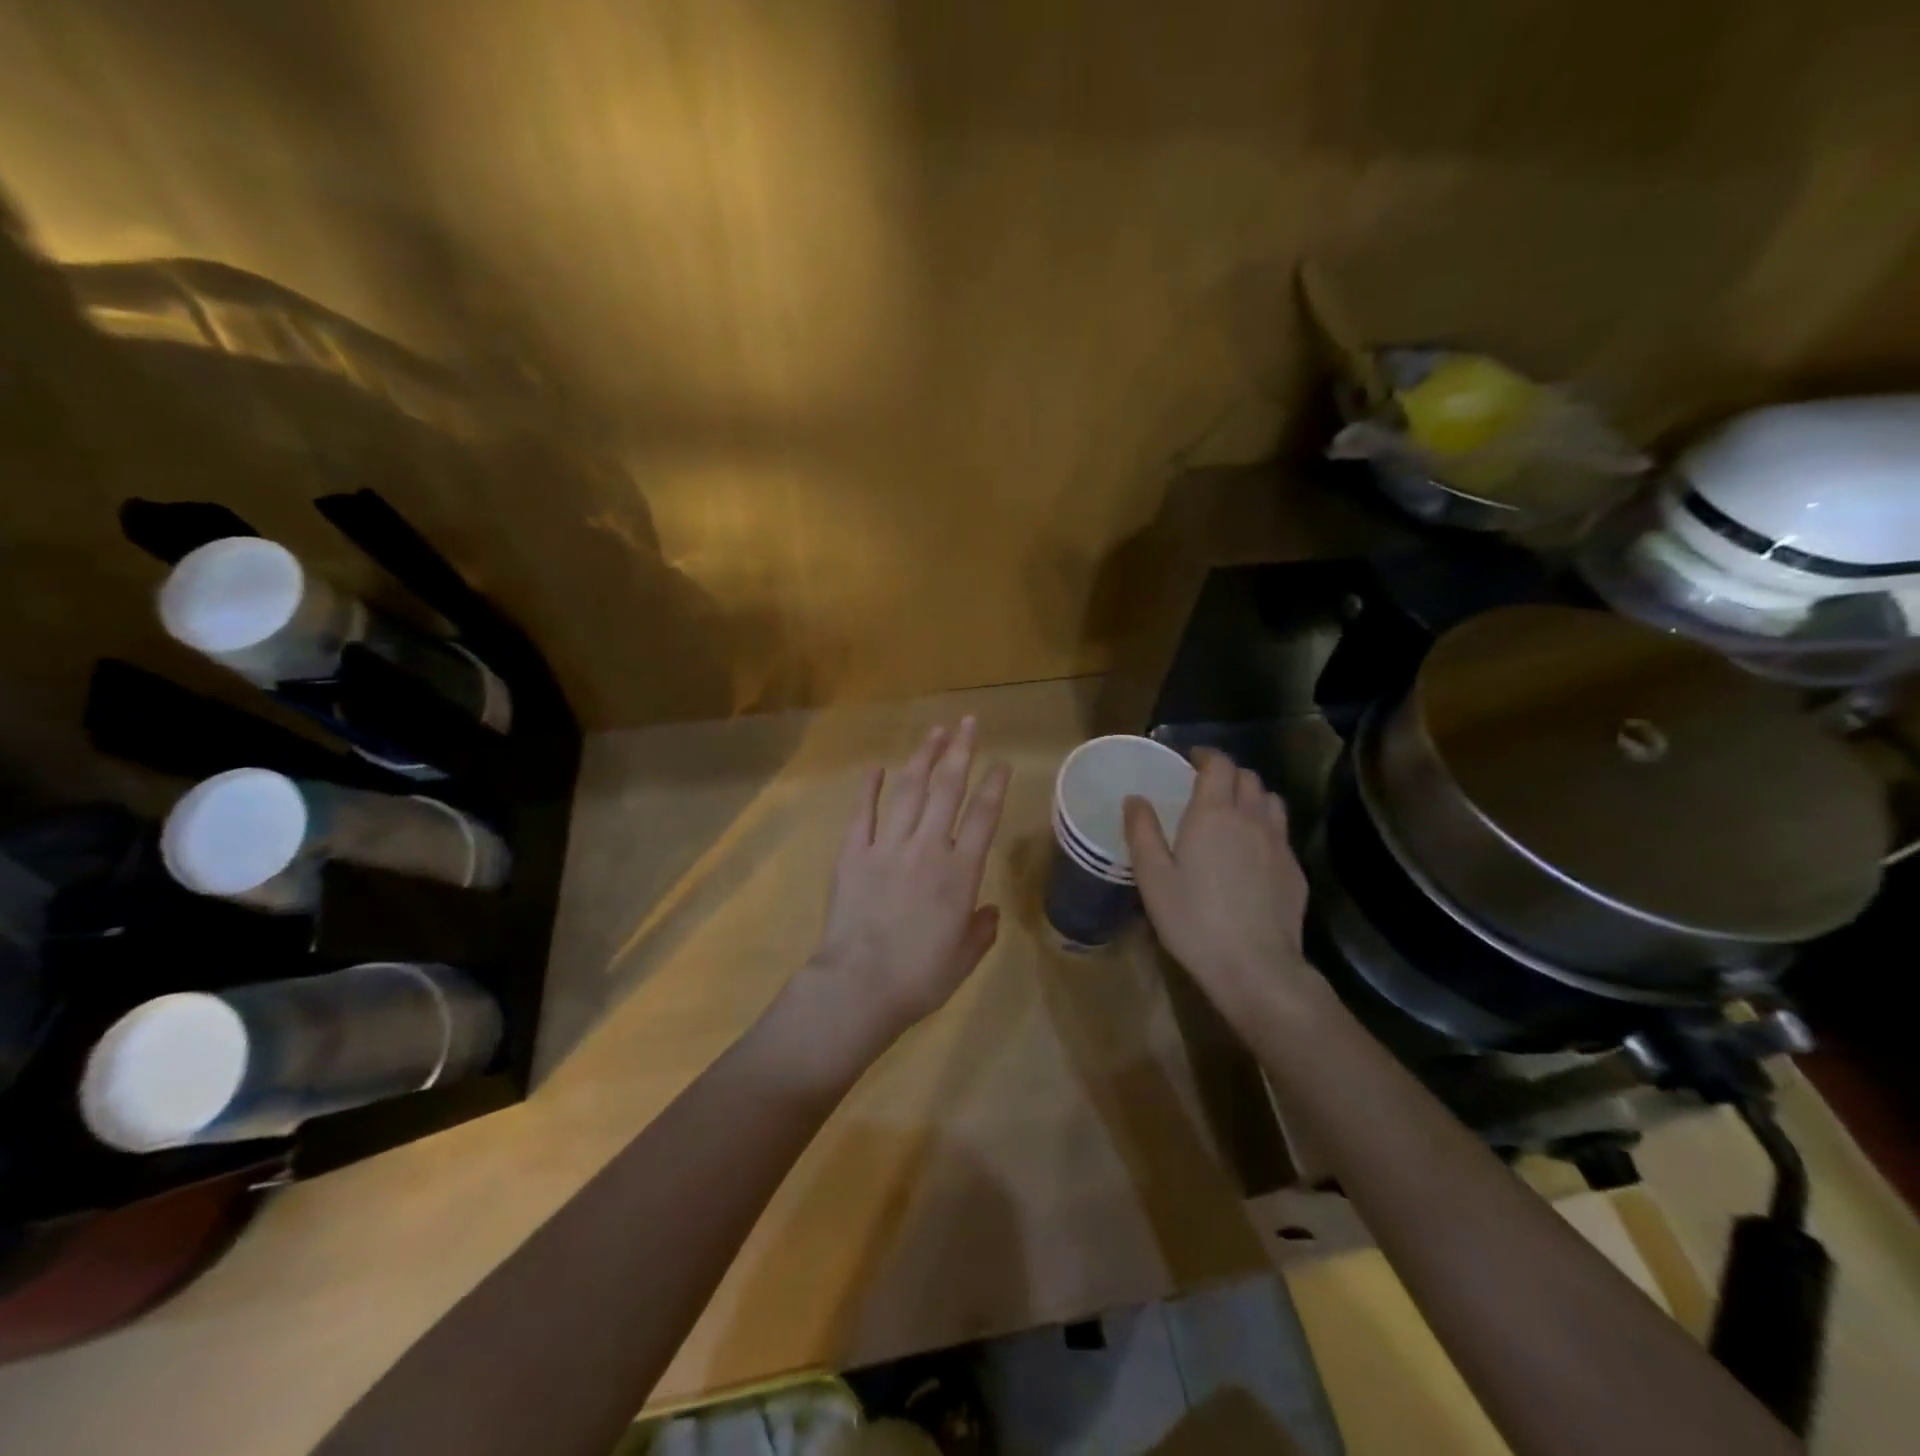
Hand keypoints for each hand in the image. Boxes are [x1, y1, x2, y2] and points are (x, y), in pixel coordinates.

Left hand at [804, 718, 1010, 1052]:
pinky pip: (863, 813)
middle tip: (967, 723)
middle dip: (960, 752)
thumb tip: (988, 912)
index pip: (983, 817)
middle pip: (948, 789)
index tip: (1002, 761)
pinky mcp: (853, 854)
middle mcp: (928, 848)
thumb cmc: (919, 978)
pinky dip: (870, 788)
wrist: (859, 987)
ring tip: (934, 732)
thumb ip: (981, 930)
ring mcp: (888, 846)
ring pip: (909, 790)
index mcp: (960, 873)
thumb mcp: (964, 959)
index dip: (994, 785)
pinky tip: (877, 767)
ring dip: (923, 758)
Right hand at [1123, 748, 1315, 1024]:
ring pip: (1271, 801)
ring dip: (1252, 796)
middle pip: (1248, 777)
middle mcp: (1251, 818)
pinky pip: (1281, 833)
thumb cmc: (1193, 919)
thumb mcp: (1153, 877)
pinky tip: (1252, 852)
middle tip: (1206, 787)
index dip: (1206, 755)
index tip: (1191, 759)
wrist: (1255, 966)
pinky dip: (1266, 827)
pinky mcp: (1294, 870)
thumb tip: (1135, 799)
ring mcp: (1279, 844)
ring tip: (1234, 812)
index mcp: (1214, 813)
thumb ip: (1142, 832)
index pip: (1219, 764)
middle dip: (1227, 774)